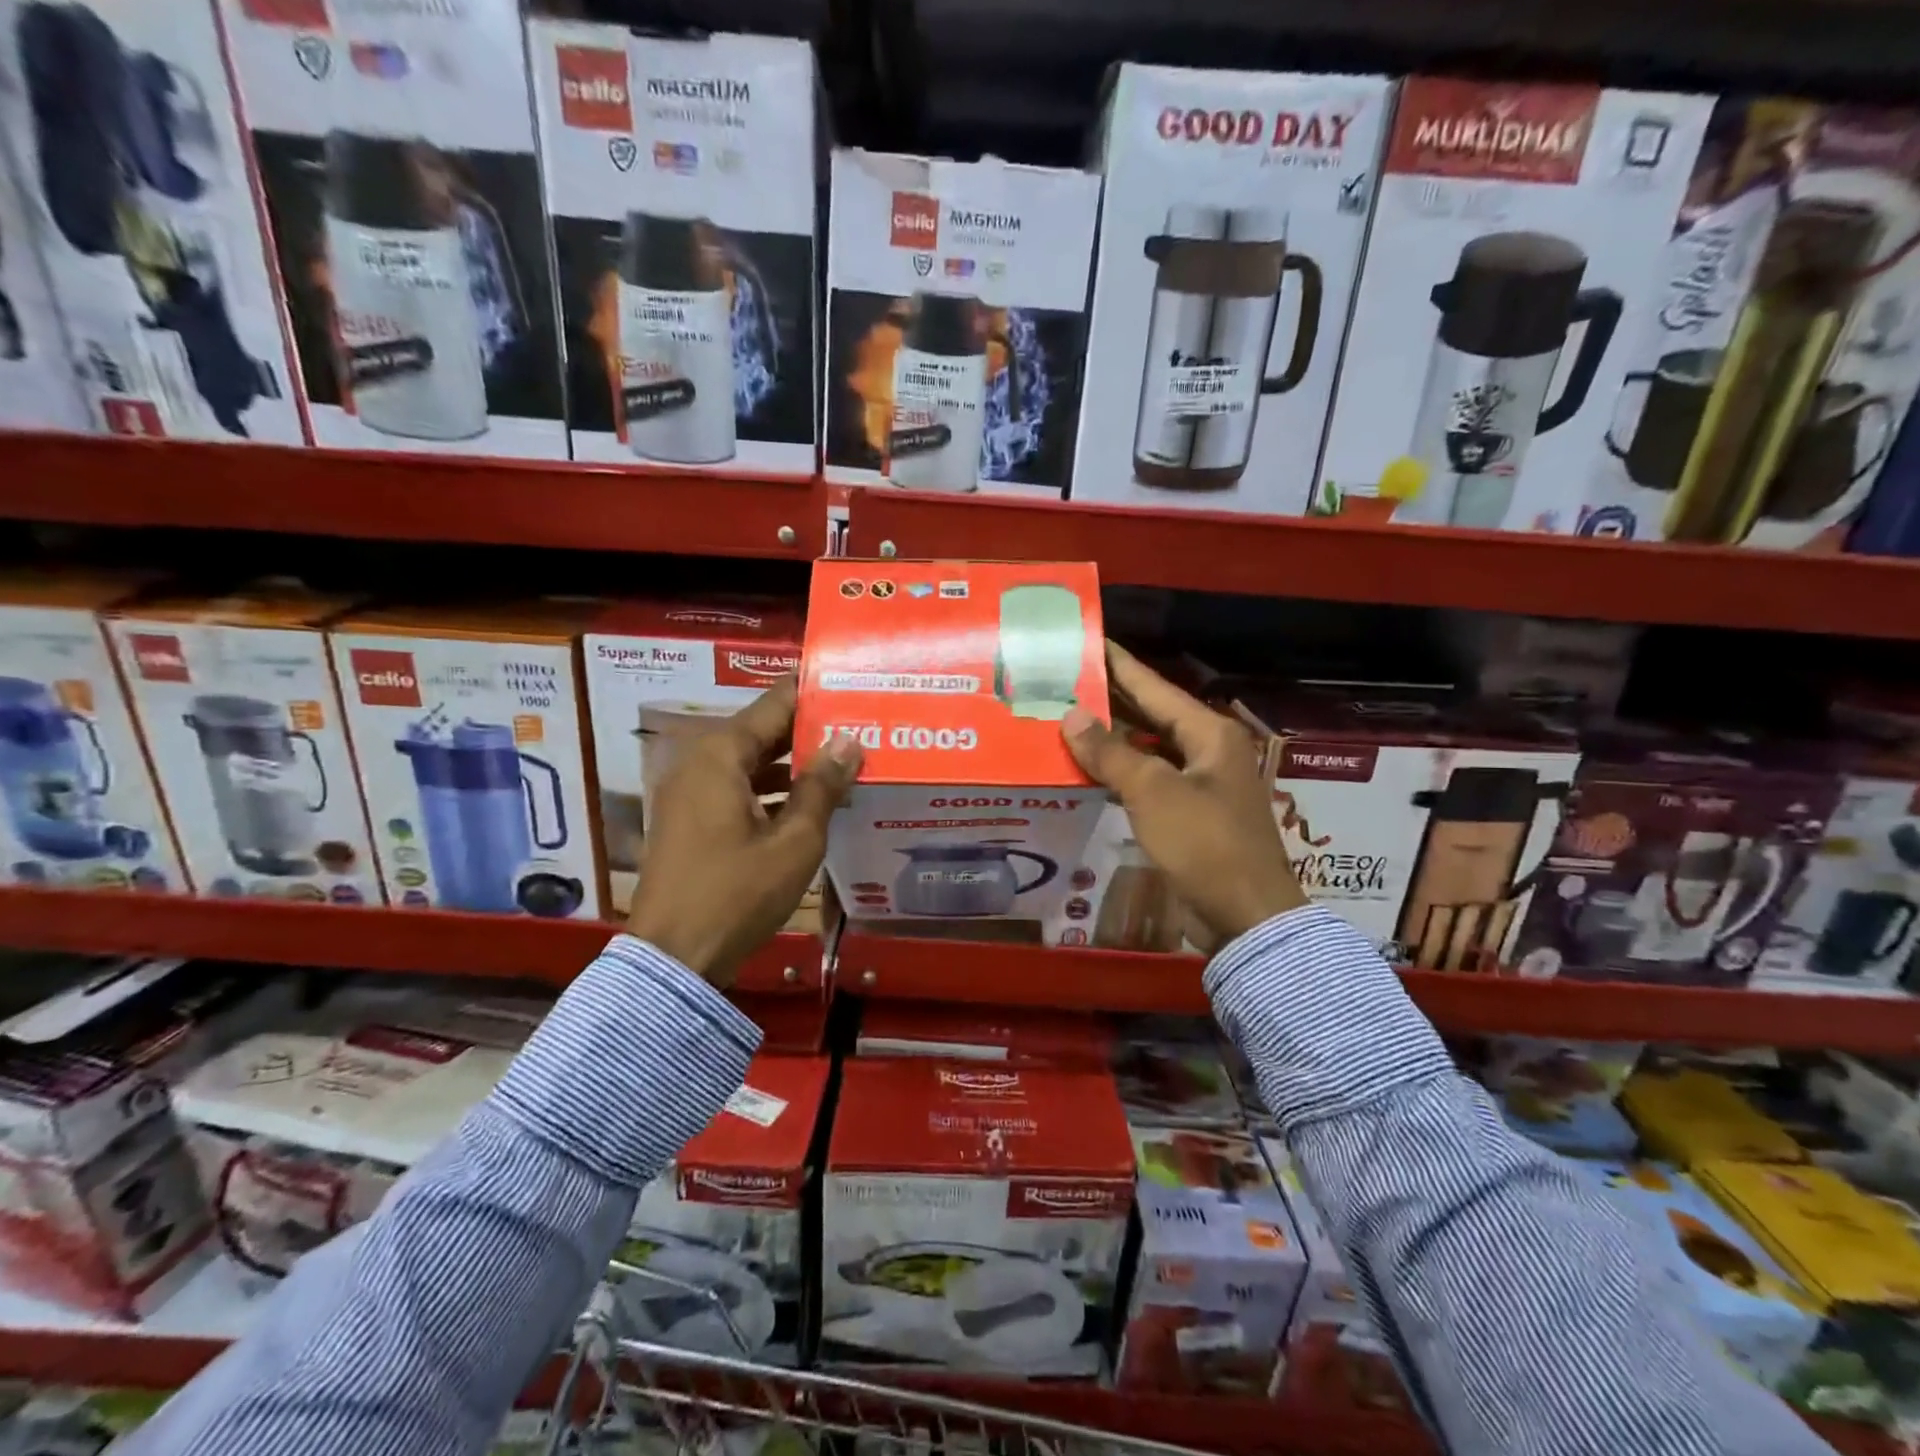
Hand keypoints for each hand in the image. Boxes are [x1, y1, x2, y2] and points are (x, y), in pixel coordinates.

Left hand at [627, 679, 861, 986]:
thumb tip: (849, 741)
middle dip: (810, 729)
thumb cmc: (737, 894)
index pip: (775, 704)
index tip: (852, 684)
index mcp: (721, 755)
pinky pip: (738, 788)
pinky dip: (772, 789)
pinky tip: (812, 801)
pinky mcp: (691, 820)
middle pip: (763, 731)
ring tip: (846, 761)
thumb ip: (822, 787)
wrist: (673, 958)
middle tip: (860, 724)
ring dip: (794, 763)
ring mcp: (690, 792)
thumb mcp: (794, 842)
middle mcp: (700, 762)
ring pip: (752, 762)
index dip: (813, 693)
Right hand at [1062, 642, 1304, 950]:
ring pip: (1148, 749)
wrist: (1246, 917)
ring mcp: (1199, 784)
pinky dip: (1119, 772)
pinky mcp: (1189, 814)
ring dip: (1110, 739)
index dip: (1120, 664)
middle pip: (1151, 715)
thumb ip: (1110, 752)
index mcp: (1209, 733)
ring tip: (1064, 719)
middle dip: (1110, 700)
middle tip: (1064, 681)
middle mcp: (1207, 750)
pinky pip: (1148, 780)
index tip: (1088, 641)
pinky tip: (1086, 768)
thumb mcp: (1154, 793)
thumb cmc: (1205, 844)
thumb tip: (1071, 715)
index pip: (1155, 687)